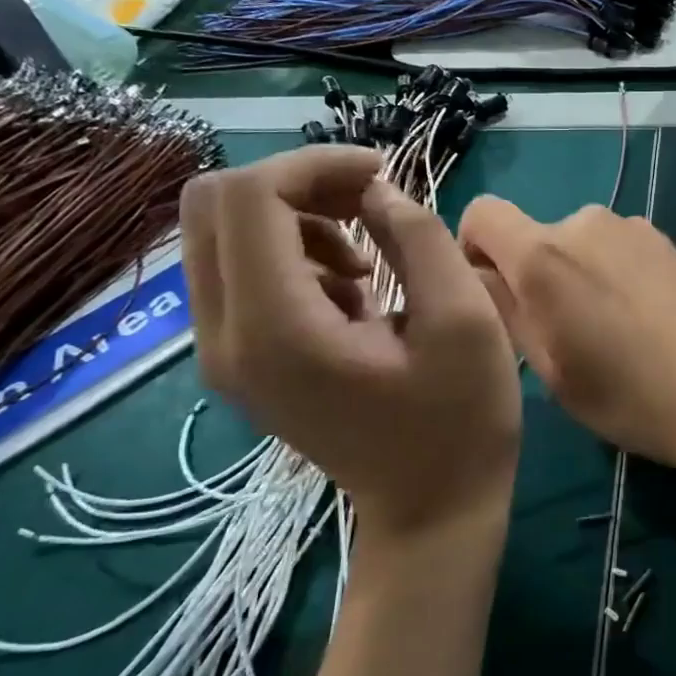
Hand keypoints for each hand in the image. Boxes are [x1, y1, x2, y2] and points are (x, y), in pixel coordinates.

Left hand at [181, 146, 520, 536]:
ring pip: (219, 234)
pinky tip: (351, 290)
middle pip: (211, 205)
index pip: (250, 198)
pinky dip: (290, 254)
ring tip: (366, 256)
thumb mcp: (463, 319)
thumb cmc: (460, 420)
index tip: (381, 173)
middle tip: (367, 200)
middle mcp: (224, 337)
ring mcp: (221, 354)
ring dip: (294, 218)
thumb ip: (418, 236)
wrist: (431, 510)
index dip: (314, 164)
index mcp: (277, 328)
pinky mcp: (237, 361)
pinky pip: (236, 271)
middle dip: (294, 183)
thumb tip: (375, 191)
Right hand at [457, 199, 675, 475]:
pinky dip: (613, 271)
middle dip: (533, 273)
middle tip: (563, 331)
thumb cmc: (626, 396)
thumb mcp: (548, 368)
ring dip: (576, 273)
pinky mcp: (666, 238)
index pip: (481, 213)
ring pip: (577, 242)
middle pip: (533, 234)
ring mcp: (631, 226)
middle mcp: (584, 222)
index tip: (496, 295)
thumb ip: (504, 309)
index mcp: (543, 254)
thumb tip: (479, 275)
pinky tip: (643, 317)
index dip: (474, 248)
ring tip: (610, 329)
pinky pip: (617, 246)